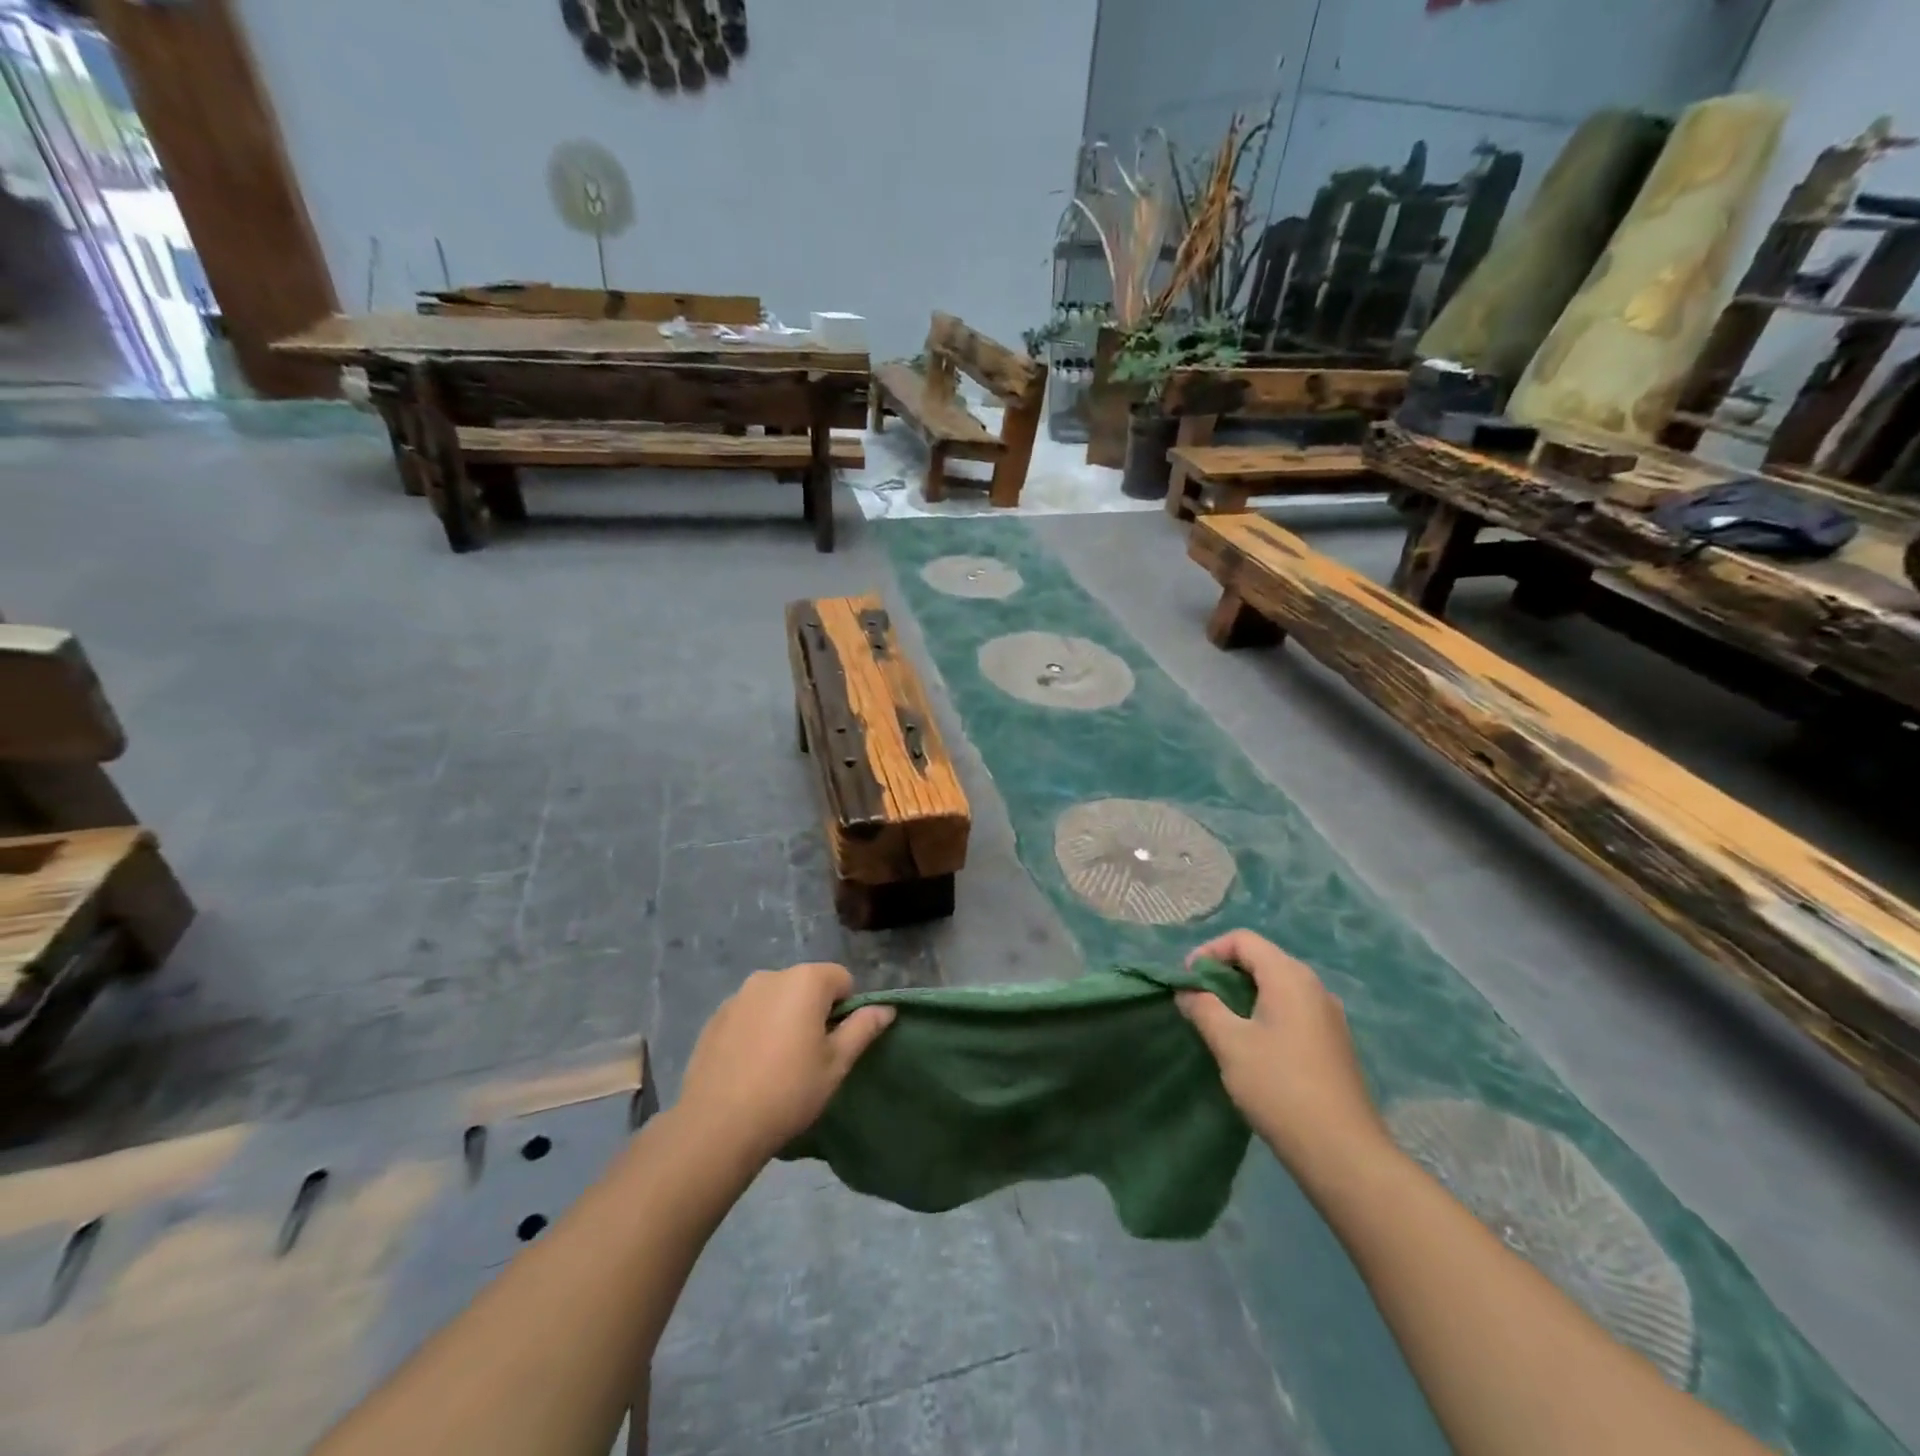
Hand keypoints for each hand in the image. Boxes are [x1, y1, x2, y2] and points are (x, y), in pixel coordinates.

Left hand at [677, 962, 894, 1162]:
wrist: (717, 1125)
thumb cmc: (789, 1090)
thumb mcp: (836, 1063)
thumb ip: (863, 1028)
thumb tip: (886, 1009)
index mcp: (805, 980)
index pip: (842, 979)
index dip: (846, 1009)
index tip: (836, 1044)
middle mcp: (771, 976)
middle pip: (807, 985)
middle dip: (814, 1011)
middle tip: (810, 1056)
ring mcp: (739, 995)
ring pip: (777, 999)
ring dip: (784, 1018)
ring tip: (778, 1063)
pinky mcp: (715, 1017)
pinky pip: (750, 1013)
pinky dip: (757, 1029)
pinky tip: (751, 1066)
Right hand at [1178, 930, 1388, 1187]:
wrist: (1343, 1153)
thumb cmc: (1280, 1087)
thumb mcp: (1230, 1043)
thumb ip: (1203, 1008)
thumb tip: (1187, 990)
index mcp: (1289, 977)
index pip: (1243, 940)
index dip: (1209, 951)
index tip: (1186, 980)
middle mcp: (1313, 987)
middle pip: (1261, 959)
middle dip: (1224, 973)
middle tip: (1197, 1000)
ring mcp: (1328, 1016)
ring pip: (1276, 987)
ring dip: (1242, 995)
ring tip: (1218, 1023)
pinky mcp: (1332, 1043)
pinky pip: (1290, 1010)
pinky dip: (1263, 1014)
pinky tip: (1250, 1046)